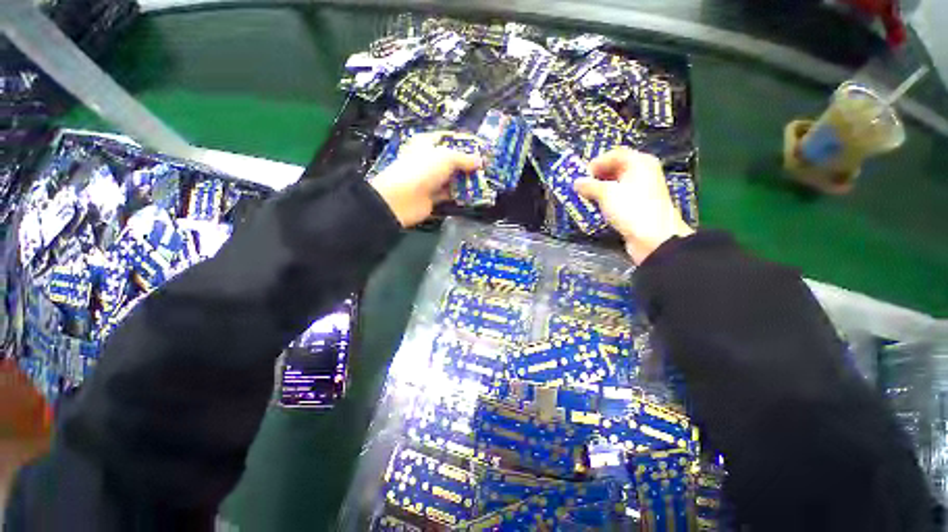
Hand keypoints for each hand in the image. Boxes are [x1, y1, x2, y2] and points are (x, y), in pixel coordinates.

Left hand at [370, 132, 481, 227]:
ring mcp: (430, 179)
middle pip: (452, 160)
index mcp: (427, 143)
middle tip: (486, 168)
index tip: (481, 148)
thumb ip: (465, 159)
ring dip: (466, 180)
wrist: (402, 199)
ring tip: (484, 181)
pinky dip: (460, 194)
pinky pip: (449, 193)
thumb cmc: (422, 169)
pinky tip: (474, 195)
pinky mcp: (432, 196)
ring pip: (452, 178)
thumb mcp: (446, 157)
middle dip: (468, 164)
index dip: (464, 142)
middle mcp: (428, 160)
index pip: (448, 138)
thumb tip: (480, 161)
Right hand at [575, 148, 693, 263]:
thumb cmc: (631, 209)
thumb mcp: (606, 194)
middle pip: (615, 169)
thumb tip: (577, 182)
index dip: (596, 163)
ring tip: (585, 198)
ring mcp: (641, 190)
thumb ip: (589, 186)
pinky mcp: (638, 206)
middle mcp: (642, 173)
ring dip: (599, 190)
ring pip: (616, 185)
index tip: (581, 175)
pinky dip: (606, 201)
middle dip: (596, 177)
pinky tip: (596, 208)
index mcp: (639, 163)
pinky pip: (619, 198)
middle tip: (581, 187)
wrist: (653, 238)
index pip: (615, 154)